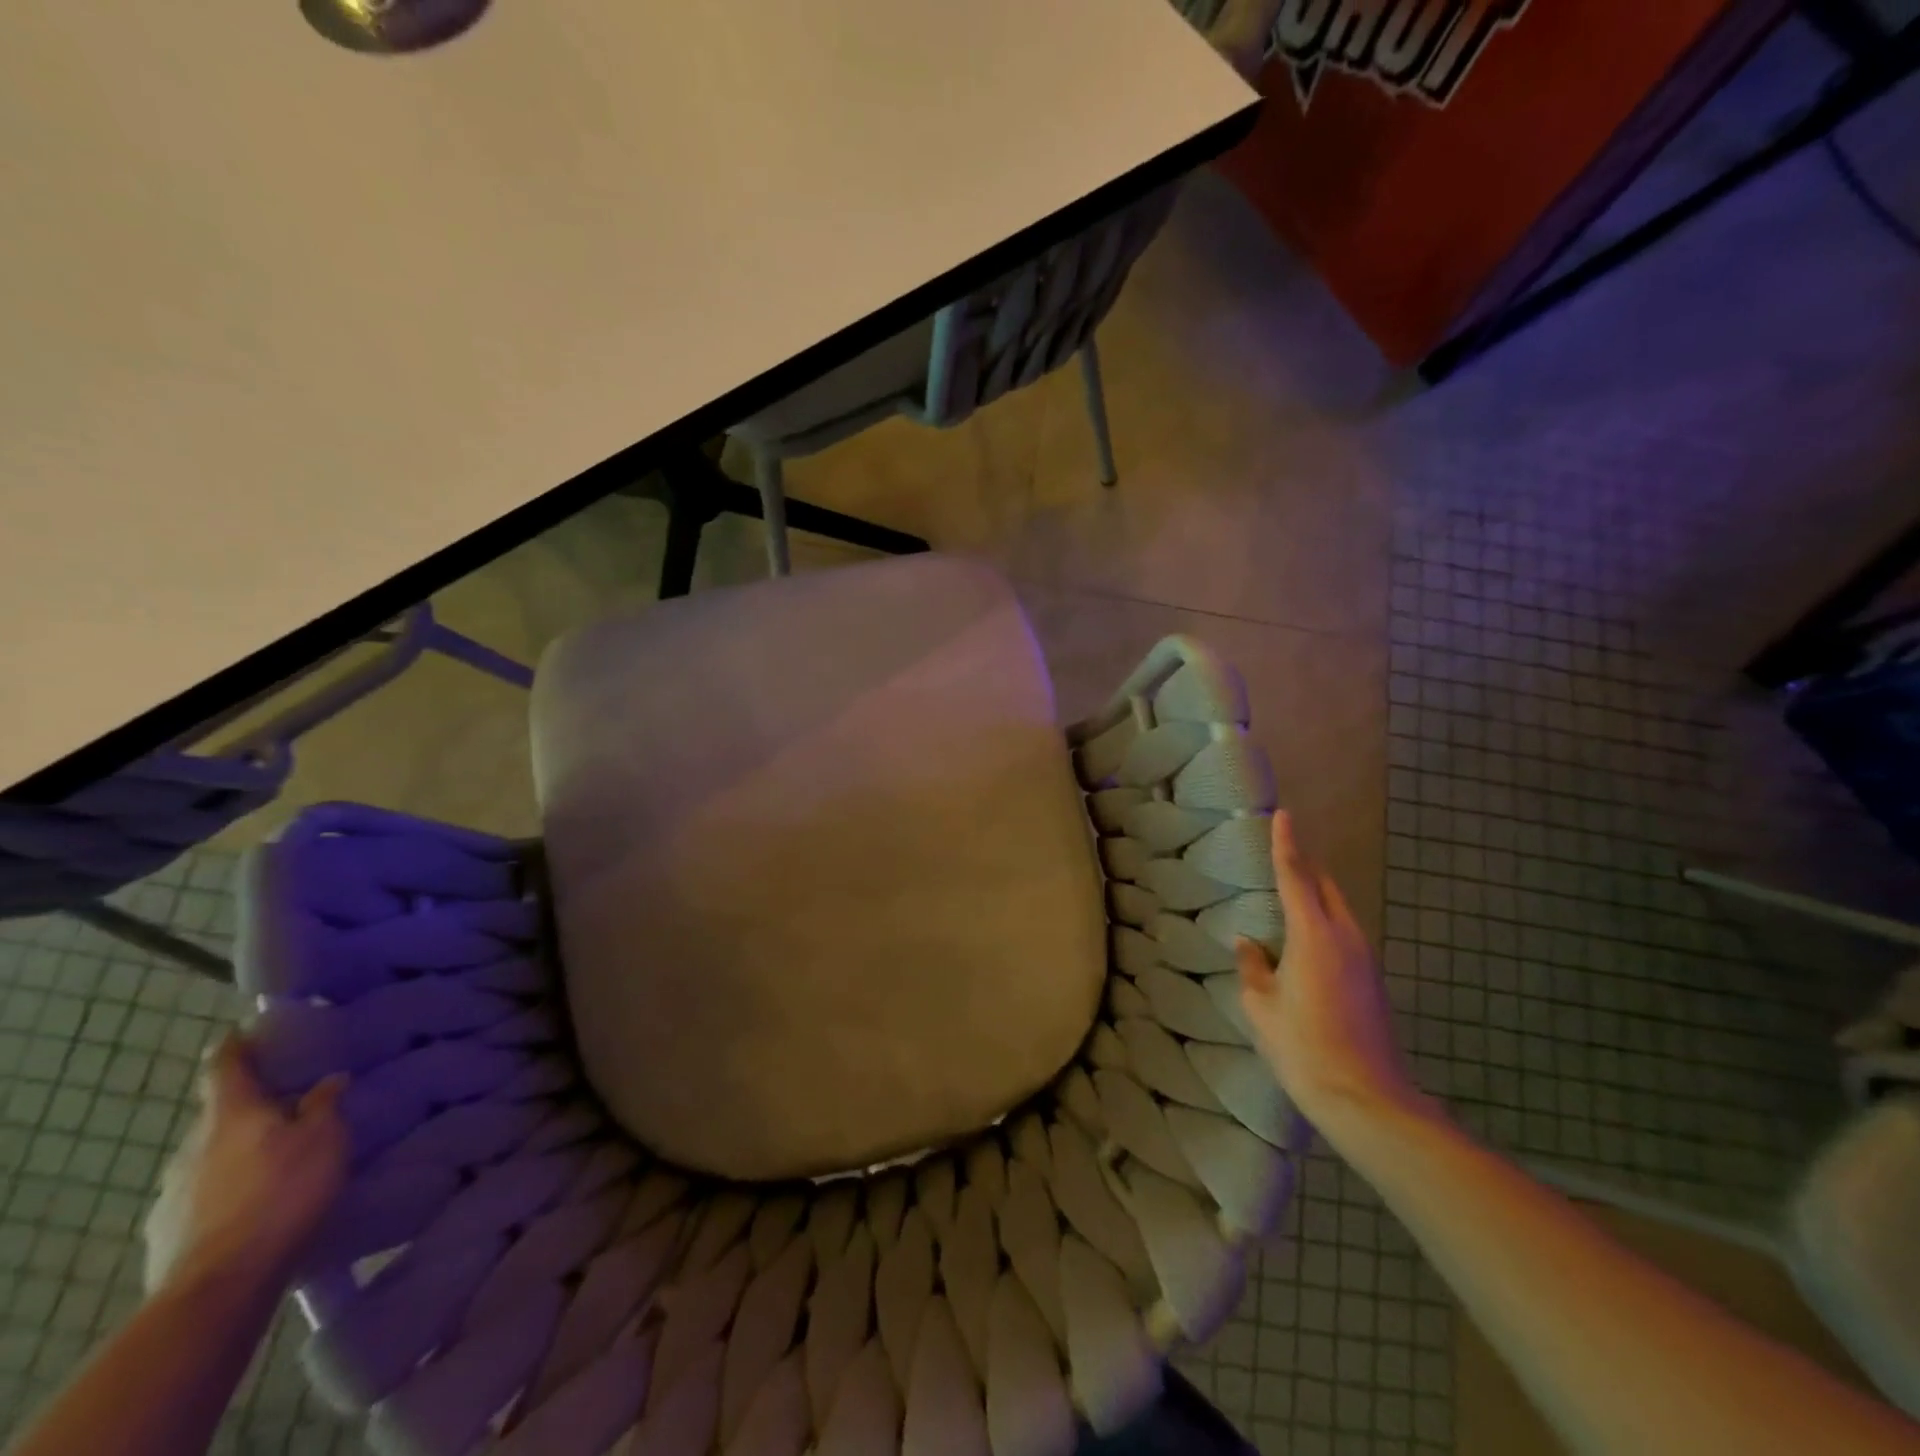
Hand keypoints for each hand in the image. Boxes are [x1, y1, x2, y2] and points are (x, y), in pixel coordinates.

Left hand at [143, 1035, 348, 1296]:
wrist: (218, 1286)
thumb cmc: (281, 1194)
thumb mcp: (324, 1139)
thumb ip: (324, 1105)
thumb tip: (328, 1081)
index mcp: (231, 1114)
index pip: (225, 1067)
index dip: (235, 1046)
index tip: (244, 1032)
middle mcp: (192, 1145)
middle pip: (220, 1114)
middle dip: (250, 1107)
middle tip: (287, 1104)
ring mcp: (172, 1192)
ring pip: (210, 1156)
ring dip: (239, 1151)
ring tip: (276, 1161)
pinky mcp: (167, 1232)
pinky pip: (203, 1196)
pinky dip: (228, 1190)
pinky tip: (253, 1206)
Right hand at [1236, 812, 1429, 1133]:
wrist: (1366, 1099)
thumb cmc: (1303, 1047)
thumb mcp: (1261, 1006)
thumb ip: (1252, 967)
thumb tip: (1248, 943)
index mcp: (1313, 935)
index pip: (1295, 876)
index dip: (1285, 844)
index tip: (1283, 815)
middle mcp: (1345, 936)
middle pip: (1324, 886)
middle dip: (1304, 865)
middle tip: (1280, 854)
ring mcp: (1364, 958)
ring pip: (1337, 909)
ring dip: (1315, 895)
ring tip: (1288, 895)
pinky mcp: (1372, 980)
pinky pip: (1344, 933)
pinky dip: (1323, 921)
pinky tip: (1304, 941)